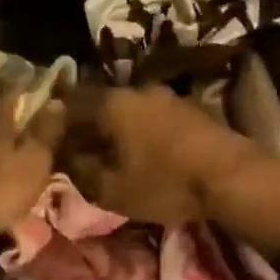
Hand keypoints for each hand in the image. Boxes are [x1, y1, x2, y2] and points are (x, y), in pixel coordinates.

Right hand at [60, 84, 279, 258]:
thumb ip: (80, 171)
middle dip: (85, 124)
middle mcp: (135, 90)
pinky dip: (138, 129)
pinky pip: (150, 114)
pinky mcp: (188, 107)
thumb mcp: (112, 189)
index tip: (47, 141)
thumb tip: (64, 158)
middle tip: (76, 149)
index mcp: (111, 103)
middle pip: (99, 103)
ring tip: (109, 152)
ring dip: (114, 126)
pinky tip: (141, 149)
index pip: (69, 103)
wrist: (232, 176)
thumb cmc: (165, 182)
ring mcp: (166, 95)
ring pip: (126, 107)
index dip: (54, 122)